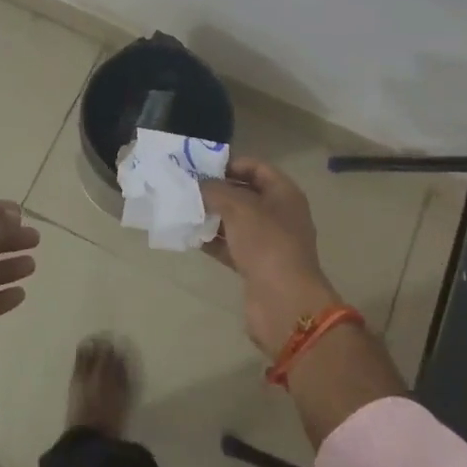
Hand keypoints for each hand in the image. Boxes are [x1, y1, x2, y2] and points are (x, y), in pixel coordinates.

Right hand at [200, 158, 342, 355]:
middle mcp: (278, 214)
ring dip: (211, 216)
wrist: (284, 302)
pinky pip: (230, 245)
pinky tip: (189, 236)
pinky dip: (212, 240)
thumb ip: (215, 190)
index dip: (230, 163)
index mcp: (284, 194)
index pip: (256, 167)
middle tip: (186, 187)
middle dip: (216, 190)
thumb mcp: (238, 208)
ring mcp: (267, 241)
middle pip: (244, 194)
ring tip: (182, 209)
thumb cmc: (266, 243)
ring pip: (235, 221)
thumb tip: (197, 184)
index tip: (201, 166)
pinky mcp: (255, 265)